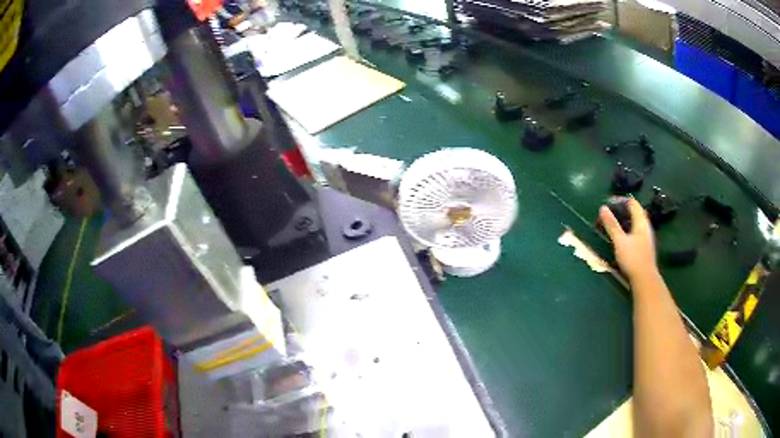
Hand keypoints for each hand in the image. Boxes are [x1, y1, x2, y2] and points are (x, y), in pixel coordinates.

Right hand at [600, 198, 657, 280]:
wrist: (645, 279)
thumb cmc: (633, 258)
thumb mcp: (620, 241)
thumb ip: (612, 225)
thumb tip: (603, 208)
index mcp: (641, 221)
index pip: (632, 202)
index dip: (620, 199)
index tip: (608, 203)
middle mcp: (645, 226)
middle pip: (634, 211)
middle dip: (620, 210)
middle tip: (607, 214)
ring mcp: (646, 236)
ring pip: (634, 222)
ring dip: (622, 220)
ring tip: (611, 225)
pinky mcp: (644, 246)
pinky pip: (634, 231)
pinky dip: (626, 229)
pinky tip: (619, 237)